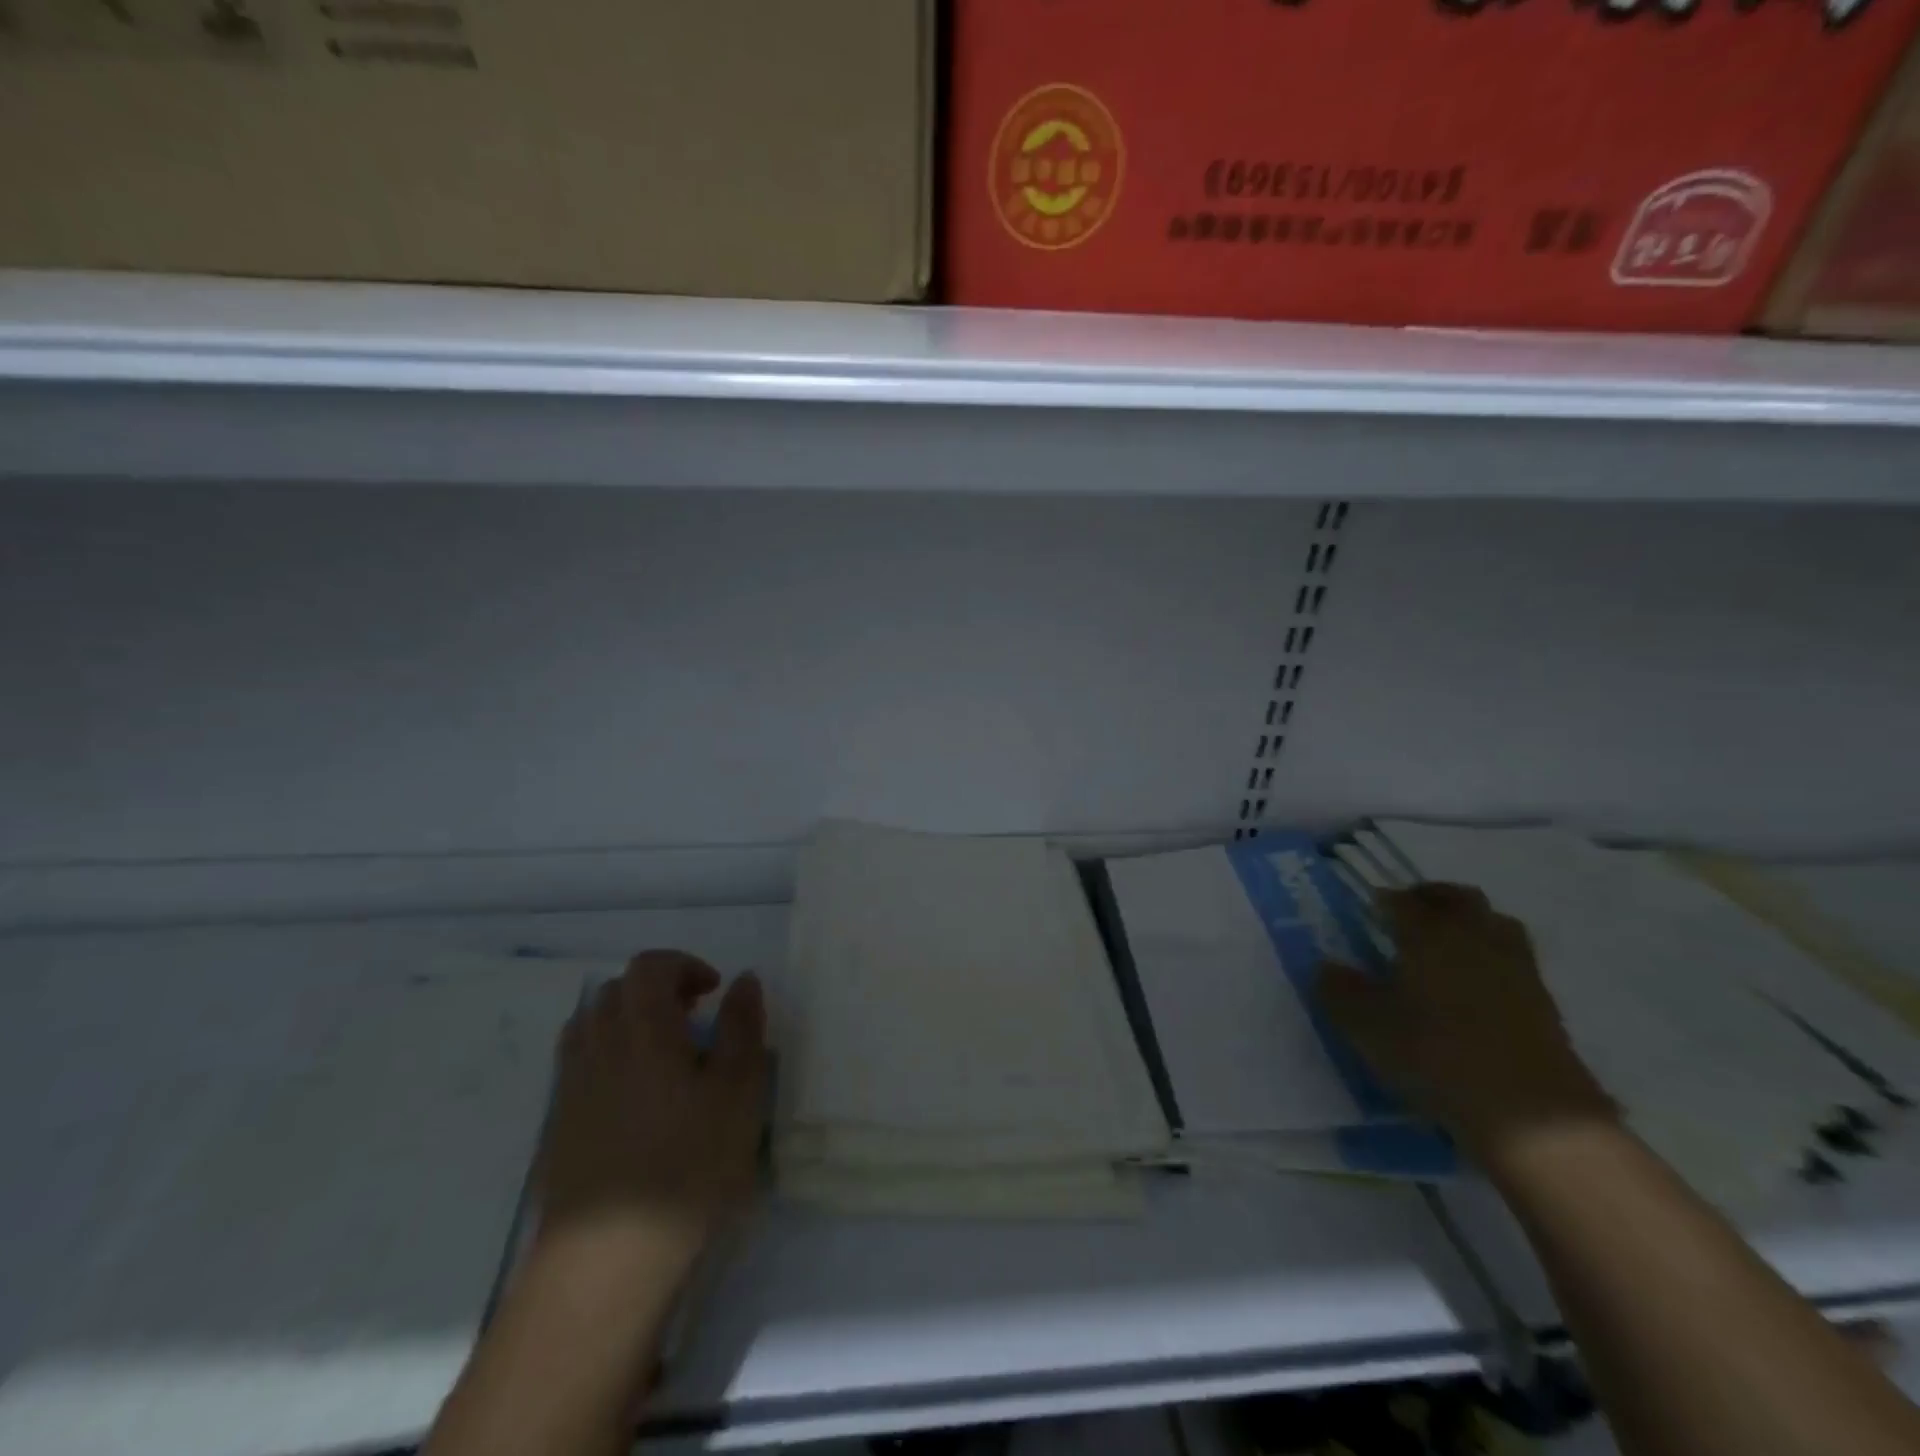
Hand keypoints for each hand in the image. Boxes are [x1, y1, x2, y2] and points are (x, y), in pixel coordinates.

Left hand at [536, 951, 768, 1279]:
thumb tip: (743, 981)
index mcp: (643, 1029)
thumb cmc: (688, 1167)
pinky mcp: (557, 1128)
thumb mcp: (740, 1092)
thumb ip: (743, 1028)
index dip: (684, 966)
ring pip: (591, 1026)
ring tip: (664, 1054)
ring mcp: (570, 1088)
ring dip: (628, 1021)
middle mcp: (598, 1046)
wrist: (606, 1264)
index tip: (715, 991)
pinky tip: (634, 1098)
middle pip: (617, 991)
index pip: (650, 967)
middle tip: (695, 1019)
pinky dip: (607, 1057)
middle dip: (657, 990)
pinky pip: (578, 1065)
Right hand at [1317, 883, 1615, 1164]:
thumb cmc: (1436, 1056)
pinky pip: (1512, 961)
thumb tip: (1327, 967)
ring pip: (1494, 924)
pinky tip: (1473, 987)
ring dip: (1469, 924)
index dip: (1382, 901)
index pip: (1402, 901)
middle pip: (1459, 899)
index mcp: (1429, 934)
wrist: (1532, 1115)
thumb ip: (1339, 991)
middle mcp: (1474, 938)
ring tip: (1446, 946)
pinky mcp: (1544, 1004)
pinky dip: (1490, 960)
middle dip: (1432, 898)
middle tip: (1409, 912)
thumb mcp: (1366, 1027)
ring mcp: (1516, 969)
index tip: (1368, 909)